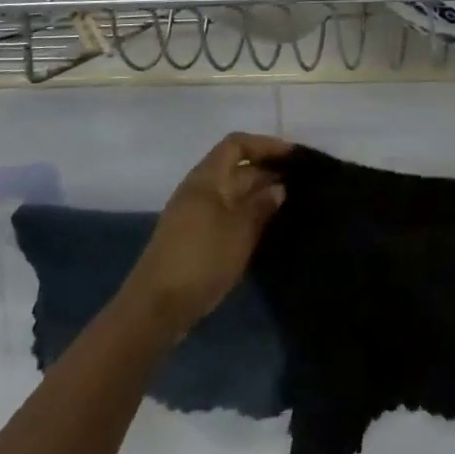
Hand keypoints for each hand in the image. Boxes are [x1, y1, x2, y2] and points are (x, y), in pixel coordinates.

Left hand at [118, 132, 290, 343]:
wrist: (155, 309)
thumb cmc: (201, 260)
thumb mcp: (239, 231)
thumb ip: (261, 206)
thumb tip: (278, 188)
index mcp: (206, 178)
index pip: (237, 144)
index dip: (265, 144)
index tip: (293, 156)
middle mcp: (198, 189)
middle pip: (235, 168)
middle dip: (266, 171)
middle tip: (300, 183)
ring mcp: (194, 214)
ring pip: (232, 193)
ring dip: (258, 195)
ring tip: (290, 205)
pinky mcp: (193, 238)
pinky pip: (226, 214)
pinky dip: (247, 215)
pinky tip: (266, 229)